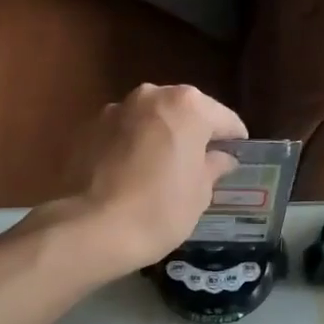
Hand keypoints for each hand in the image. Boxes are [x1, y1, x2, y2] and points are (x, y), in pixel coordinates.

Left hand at [50, 84, 247, 274]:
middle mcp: (150, 95)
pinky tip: (130, 177)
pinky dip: (130, 148)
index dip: (234, 141)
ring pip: (149, 120)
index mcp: (187, 105)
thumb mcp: (199, 194)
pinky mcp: (86, 129)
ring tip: (161, 172)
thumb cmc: (159, 210)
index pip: (225, 119)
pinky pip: (121, 135)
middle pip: (183, 112)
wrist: (90, 228)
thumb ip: (213, 167)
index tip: (237, 160)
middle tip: (199, 166)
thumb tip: (221, 158)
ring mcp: (114, 109)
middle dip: (193, 134)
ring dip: (159, 138)